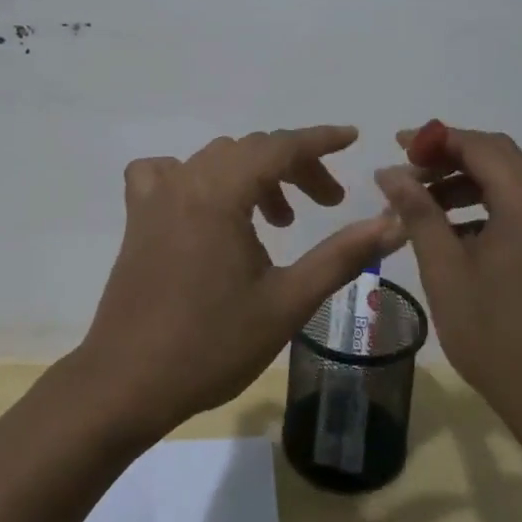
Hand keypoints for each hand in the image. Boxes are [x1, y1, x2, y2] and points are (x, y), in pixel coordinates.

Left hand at [76, 125, 398, 442]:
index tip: (352, 138)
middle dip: (295, 167)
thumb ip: (342, 256)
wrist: (127, 383)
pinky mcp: (137, 217)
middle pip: (251, 151)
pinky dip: (197, 178)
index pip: (280, 146)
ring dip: (254, 175)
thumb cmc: (212, 344)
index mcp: (220, 192)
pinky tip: (208, 207)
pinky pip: (166, 174)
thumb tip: (394, 223)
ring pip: (215, 160)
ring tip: (280, 219)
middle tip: (327, 201)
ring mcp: (155, 196)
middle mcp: (186, 180)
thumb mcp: (287, 302)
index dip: (320, 140)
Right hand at [375, 125, 521, 425]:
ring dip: (462, 180)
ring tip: (419, 201)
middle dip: (448, 156)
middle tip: (406, 173)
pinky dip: (480, 203)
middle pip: (496, 155)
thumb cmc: (494, 333)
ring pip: (505, 179)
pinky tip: (448, 229)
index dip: (435, 140)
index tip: (396, 147)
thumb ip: (418, 212)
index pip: (479, 146)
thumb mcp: (445, 269)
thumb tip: (389, 172)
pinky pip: (515, 205)